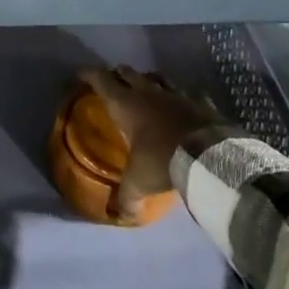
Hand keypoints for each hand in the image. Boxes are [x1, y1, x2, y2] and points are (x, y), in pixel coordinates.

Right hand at [77, 66, 223, 222]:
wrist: (208, 155)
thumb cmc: (162, 160)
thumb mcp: (138, 182)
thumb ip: (126, 197)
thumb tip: (119, 215)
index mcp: (126, 104)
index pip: (101, 80)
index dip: (89, 74)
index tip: (81, 75)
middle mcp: (148, 92)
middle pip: (127, 72)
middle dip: (117, 75)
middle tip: (113, 84)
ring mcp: (176, 93)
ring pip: (157, 76)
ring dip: (148, 80)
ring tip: (145, 89)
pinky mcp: (200, 101)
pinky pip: (187, 92)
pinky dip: (181, 96)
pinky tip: (182, 104)